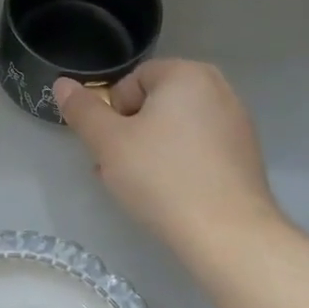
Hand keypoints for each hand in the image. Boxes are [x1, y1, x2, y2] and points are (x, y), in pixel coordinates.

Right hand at [54, 60, 280, 259]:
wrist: (227, 233)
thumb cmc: (161, 178)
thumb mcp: (108, 143)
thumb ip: (83, 110)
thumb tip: (62, 83)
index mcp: (187, 74)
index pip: (132, 81)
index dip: (113, 113)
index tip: (112, 147)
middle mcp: (218, 89)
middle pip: (155, 104)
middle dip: (130, 133)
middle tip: (120, 169)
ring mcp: (237, 123)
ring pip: (176, 129)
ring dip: (151, 151)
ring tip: (142, 187)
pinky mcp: (245, 155)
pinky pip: (199, 149)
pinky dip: (179, 164)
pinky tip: (172, 195)